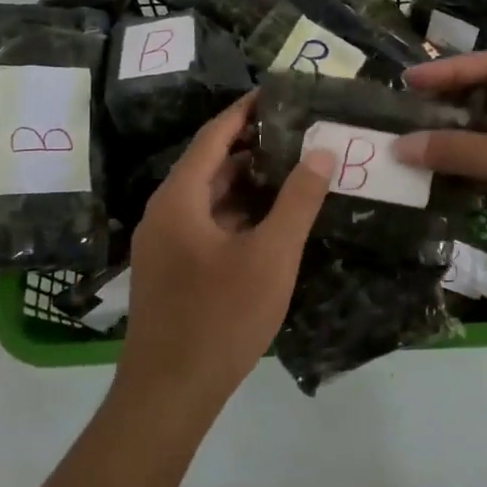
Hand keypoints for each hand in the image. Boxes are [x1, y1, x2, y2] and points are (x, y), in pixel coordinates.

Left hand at [117, 93, 335, 410]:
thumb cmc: (221, 317)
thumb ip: (298, 201)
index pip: (213, 135)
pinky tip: (271, 220)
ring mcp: (164, 243)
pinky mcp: (171, 269)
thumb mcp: (271, 256)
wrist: (169, 395)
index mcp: (180, 198)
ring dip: (246, 181)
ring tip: (293, 168)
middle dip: (251, 145)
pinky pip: (206, 224)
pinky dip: (237, 212)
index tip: (278, 91)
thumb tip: (322, 152)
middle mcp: (165, 212)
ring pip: (209, 197)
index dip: (245, 110)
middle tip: (298, 130)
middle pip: (209, 163)